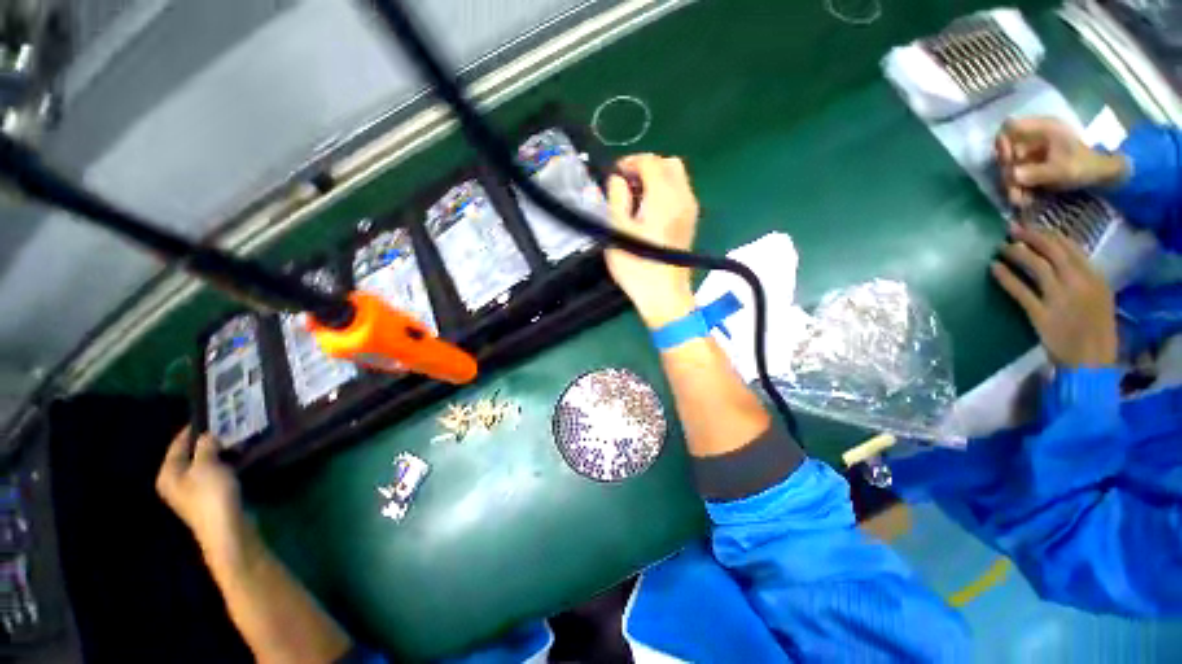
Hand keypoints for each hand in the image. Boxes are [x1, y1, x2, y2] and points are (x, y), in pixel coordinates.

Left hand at [156, 427, 249, 564]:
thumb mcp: (207, 465)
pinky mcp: (211, 498)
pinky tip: (239, 459)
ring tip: (237, 440)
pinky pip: (216, 474)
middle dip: (209, 442)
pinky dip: (226, 465)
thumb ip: (206, 447)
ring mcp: (193, 492)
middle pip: (191, 455)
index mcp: (168, 473)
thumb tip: (208, 435)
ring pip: (206, 465)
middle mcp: (176, 482)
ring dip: (220, 453)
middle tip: (228, 427)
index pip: (178, 444)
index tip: (211, 416)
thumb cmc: (210, 495)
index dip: (193, 430)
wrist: (226, 529)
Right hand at [605, 154, 699, 327]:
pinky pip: (681, 192)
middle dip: (646, 167)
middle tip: (627, 185)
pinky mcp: (691, 222)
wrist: (663, 294)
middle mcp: (682, 197)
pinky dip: (666, 191)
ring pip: (677, 177)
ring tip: (637, 199)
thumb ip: (616, 198)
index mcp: (663, 197)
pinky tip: (650, 211)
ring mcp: (690, 210)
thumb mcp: (617, 231)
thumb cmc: (636, 266)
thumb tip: (618, 179)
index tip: (614, 177)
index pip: (650, 161)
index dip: (630, 162)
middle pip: (669, 163)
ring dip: (657, 178)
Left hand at [992, 225, 1117, 367]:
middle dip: (1031, 237)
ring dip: (1016, 253)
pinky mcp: (1041, 315)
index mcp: (1096, 278)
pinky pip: (1020, 291)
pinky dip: (1006, 277)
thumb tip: (1060, 259)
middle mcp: (1079, 284)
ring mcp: (1060, 299)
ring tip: (1001, 247)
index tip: (1032, 227)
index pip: (1070, 248)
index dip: (1048, 235)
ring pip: (1036, 267)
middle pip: (1052, 252)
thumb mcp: (1099, 298)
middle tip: (1012, 229)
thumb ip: (1083, 278)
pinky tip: (994, 268)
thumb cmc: (1095, 331)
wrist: (1091, 362)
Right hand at [995, 117, 1127, 206]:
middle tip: (1013, 190)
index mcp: (1043, 129)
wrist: (1100, 175)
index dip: (1003, 143)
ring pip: (1010, 167)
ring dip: (1012, 185)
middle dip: (1008, 172)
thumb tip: (1012, 176)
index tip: (1007, 160)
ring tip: (1020, 201)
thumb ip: (1036, 172)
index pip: (1010, 128)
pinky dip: (1018, 187)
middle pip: (1007, 152)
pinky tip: (1024, 199)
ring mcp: (1032, 152)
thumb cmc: (1084, 167)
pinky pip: (1017, 174)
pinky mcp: (1032, 164)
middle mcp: (1033, 138)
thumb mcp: (1061, 170)